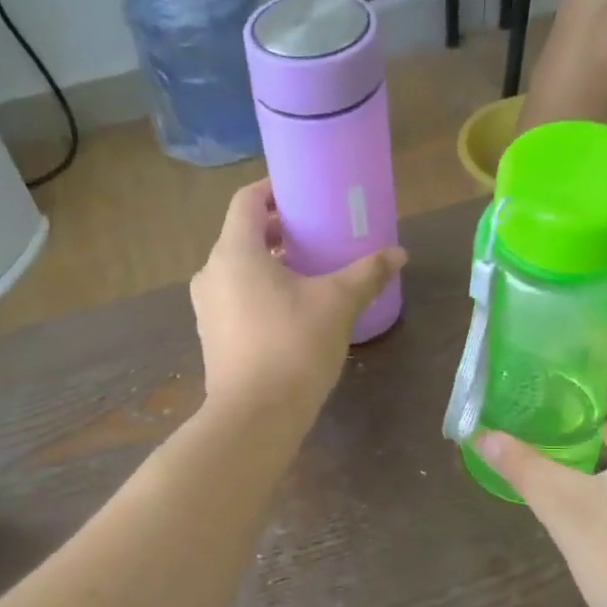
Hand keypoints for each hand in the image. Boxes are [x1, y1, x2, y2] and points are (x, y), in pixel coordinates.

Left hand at [190, 180, 405, 425]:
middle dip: (277, 230)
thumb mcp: (337, 304)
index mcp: (235, 252)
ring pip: (238, 269)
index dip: (273, 189)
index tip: (302, 192)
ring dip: (268, 263)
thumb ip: (367, 273)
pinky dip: (258, 290)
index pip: (246, 201)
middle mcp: (212, 273)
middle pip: (242, 235)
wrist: (254, 417)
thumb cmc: (293, 346)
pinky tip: (290, 309)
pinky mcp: (212, 336)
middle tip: (314, 232)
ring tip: (306, 270)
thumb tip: (399, 253)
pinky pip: (235, 297)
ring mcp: (207, 307)